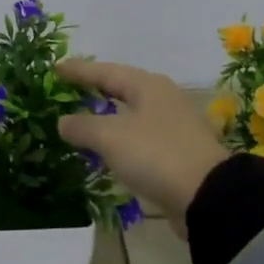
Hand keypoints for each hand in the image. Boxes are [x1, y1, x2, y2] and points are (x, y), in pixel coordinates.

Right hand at [56, 58, 229, 236]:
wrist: (208, 197)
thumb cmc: (156, 155)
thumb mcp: (111, 138)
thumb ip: (83, 127)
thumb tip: (63, 121)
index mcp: (147, 85)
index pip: (105, 71)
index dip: (79, 70)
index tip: (55, 67)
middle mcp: (163, 98)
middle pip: (122, 88)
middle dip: (96, 88)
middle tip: (71, 87)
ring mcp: (174, 125)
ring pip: (133, 112)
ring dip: (109, 115)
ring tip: (86, 117)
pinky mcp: (179, 152)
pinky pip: (141, 136)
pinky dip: (122, 137)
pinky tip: (111, 148)